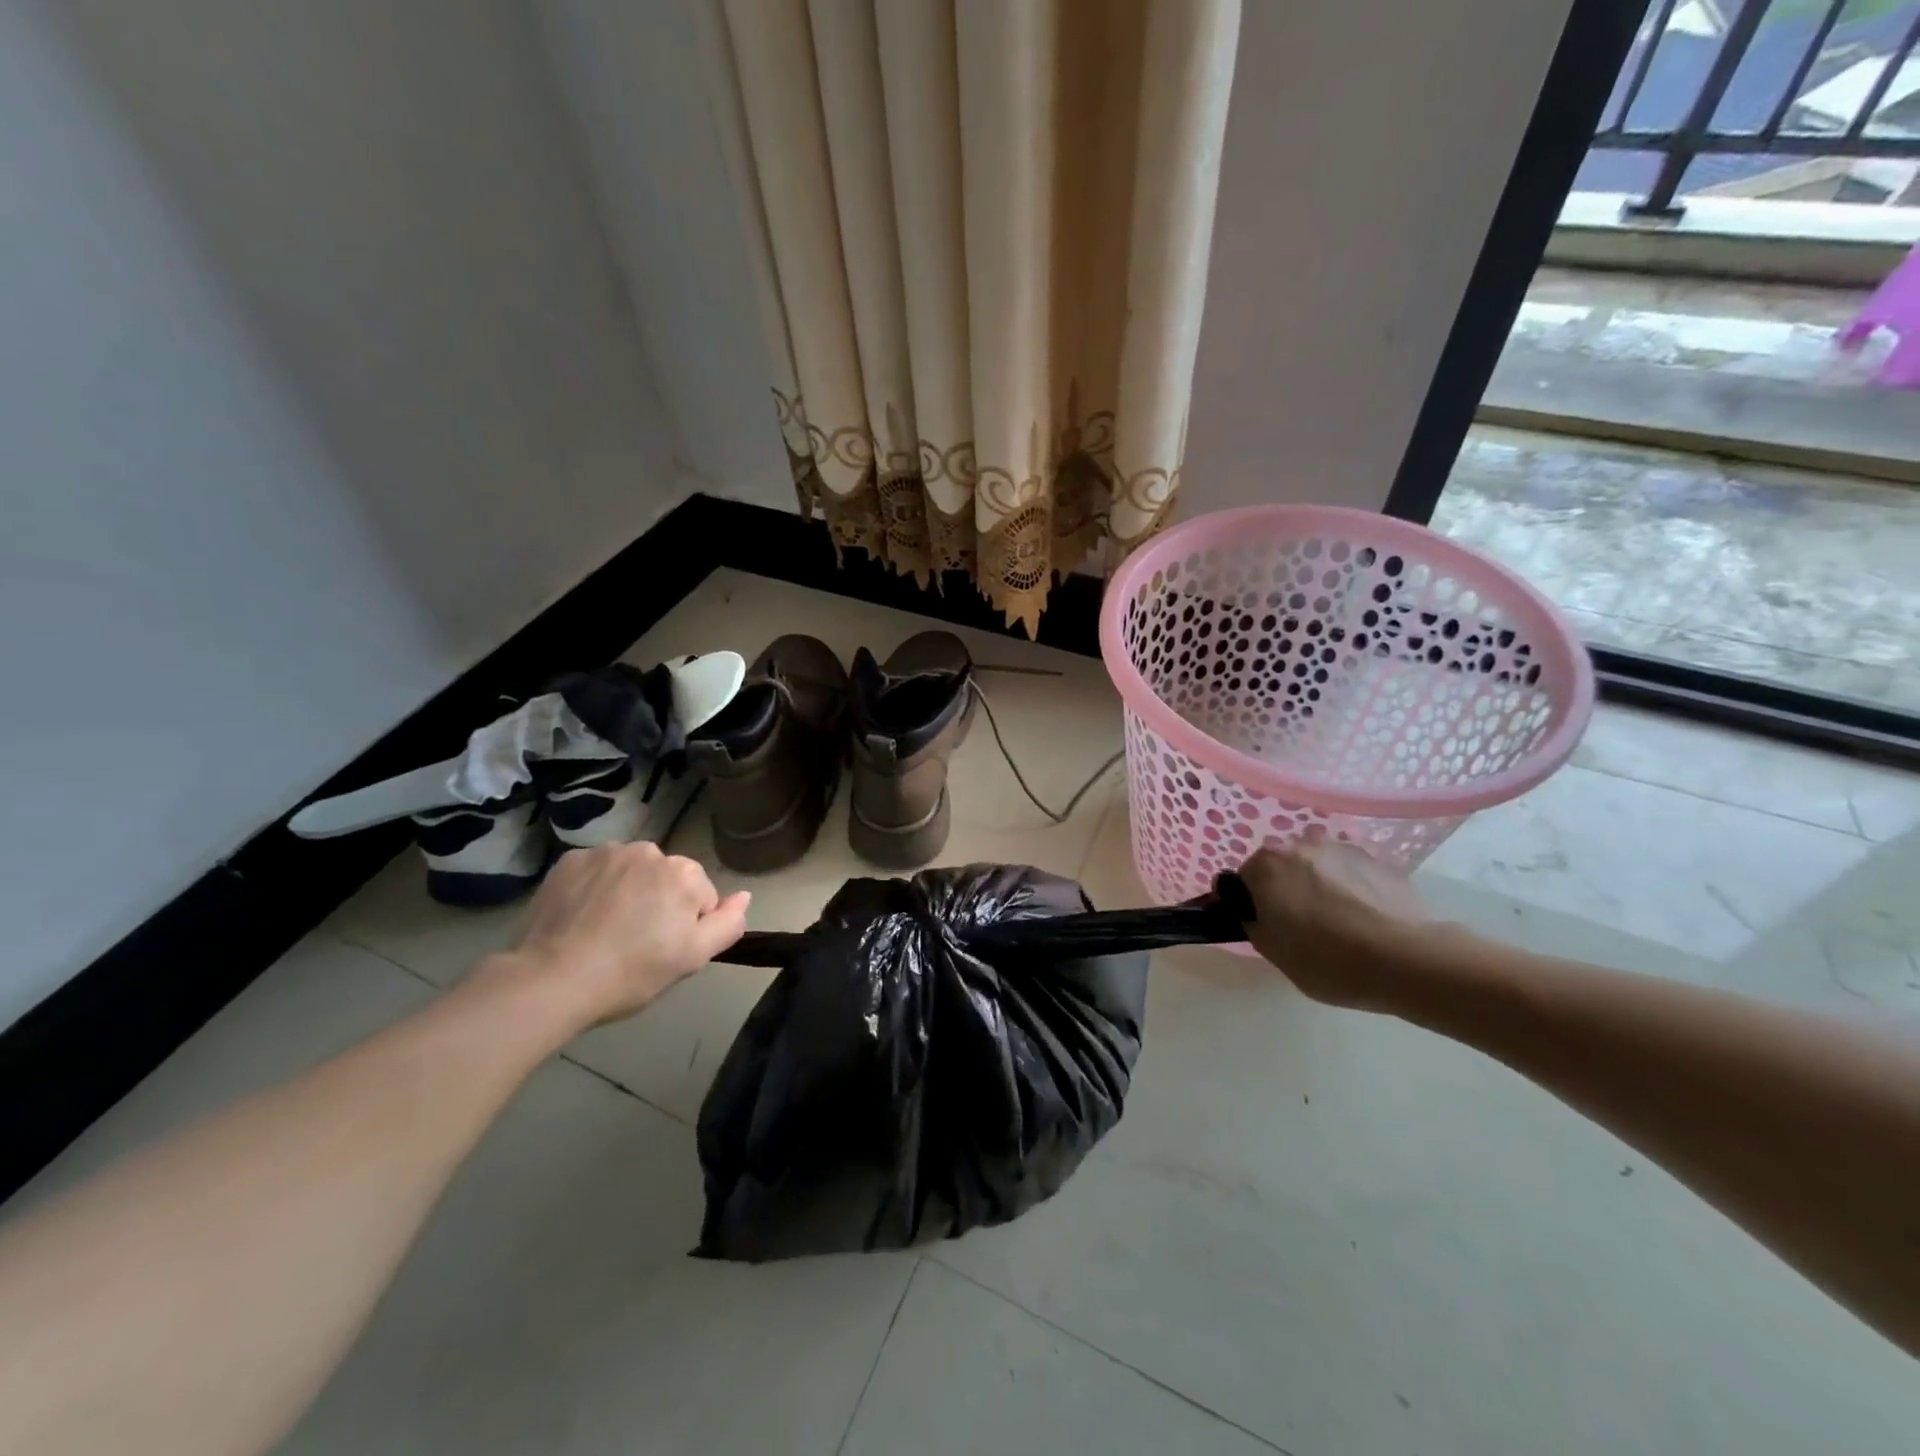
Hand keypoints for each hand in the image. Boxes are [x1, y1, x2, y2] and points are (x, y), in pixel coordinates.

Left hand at [497, 842, 749, 1025]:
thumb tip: (745, 895)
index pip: (700, 896)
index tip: (663, 950)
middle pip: (666, 878)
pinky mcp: (570, 860)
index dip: (686, 926)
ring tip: (605, 930)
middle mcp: (649, 851)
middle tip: (635, 942)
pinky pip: (596, 870)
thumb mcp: (693, 958)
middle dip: (658, 902)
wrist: (552, 980)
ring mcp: (606, 852)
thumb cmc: (631, 973)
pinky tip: (581, 917)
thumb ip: (727, 923)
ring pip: (631, 871)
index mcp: (684, 874)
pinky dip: (594, 887)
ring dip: (627, 891)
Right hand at [1236, 838, 1438, 1011]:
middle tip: (1300, 925)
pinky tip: (1363, 918)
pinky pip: (1349, 872)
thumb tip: (1251, 911)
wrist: (1409, 960)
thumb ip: (1253, 923)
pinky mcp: (1377, 859)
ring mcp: (1341, 847)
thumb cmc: (1329, 959)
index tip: (1267, 927)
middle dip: (1284, 889)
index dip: (1252, 905)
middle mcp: (1299, 844)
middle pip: (1280, 867)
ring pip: (1316, 866)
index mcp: (1266, 864)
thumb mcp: (1273, 952)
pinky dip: (1348, 887)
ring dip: (1317, 884)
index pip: (1244, 880)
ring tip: (1337, 921)